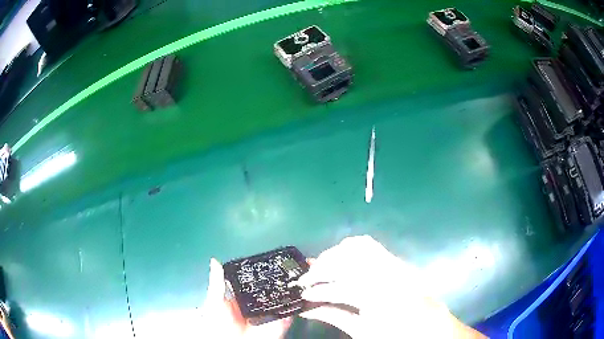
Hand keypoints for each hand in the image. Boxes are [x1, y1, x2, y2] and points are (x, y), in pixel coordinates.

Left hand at [201, 258, 292, 338]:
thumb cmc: (219, 324)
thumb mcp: (215, 303)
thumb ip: (218, 284)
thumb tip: (215, 261)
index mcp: (241, 297)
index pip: (253, 281)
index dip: (260, 271)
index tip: (271, 258)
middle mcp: (257, 304)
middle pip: (270, 288)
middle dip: (279, 279)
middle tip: (288, 265)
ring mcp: (270, 313)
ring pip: (282, 298)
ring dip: (290, 289)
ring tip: (298, 275)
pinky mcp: (280, 322)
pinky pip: (291, 311)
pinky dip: (297, 303)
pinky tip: (302, 291)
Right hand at [297, 236, 485, 338]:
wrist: (430, 328)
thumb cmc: (396, 335)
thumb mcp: (363, 331)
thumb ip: (334, 316)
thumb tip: (306, 309)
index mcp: (381, 298)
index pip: (341, 284)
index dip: (318, 288)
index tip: (302, 293)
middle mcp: (389, 275)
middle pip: (347, 259)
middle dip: (321, 267)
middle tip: (305, 278)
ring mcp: (394, 264)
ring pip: (356, 246)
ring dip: (333, 254)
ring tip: (319, 267)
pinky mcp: (396, 260)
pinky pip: (369, 244)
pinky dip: (349, 247)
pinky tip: (338, 258)